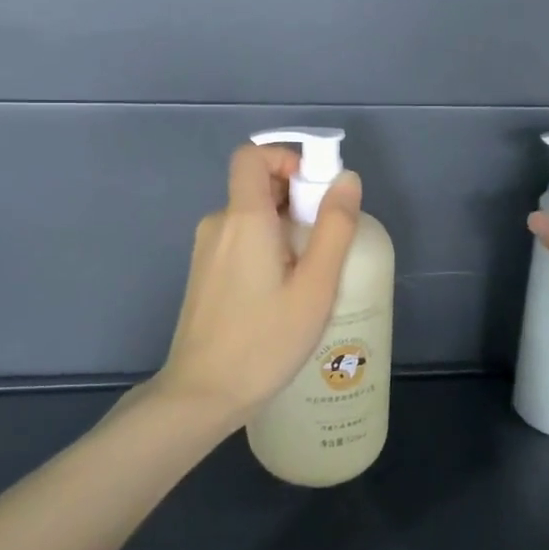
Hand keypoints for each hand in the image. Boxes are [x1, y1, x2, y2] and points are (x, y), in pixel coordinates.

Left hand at [156, 144, 362, 424]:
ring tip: (310, 275)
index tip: (316, 188)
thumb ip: (334, 228)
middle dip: (296, 199)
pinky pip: (240, 241)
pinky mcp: (204, 274)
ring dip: (285, 228)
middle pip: (256, 186)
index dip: (284, 157)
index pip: (251, 155)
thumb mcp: (315, 286)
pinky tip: (284, 293)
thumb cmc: (264, 340)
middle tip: (326, 241)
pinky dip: (267, 248)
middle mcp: (218, 224)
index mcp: (243, 218)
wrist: (202, 394)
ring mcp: (207, 250)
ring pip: (251, 217)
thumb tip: (346, 179)